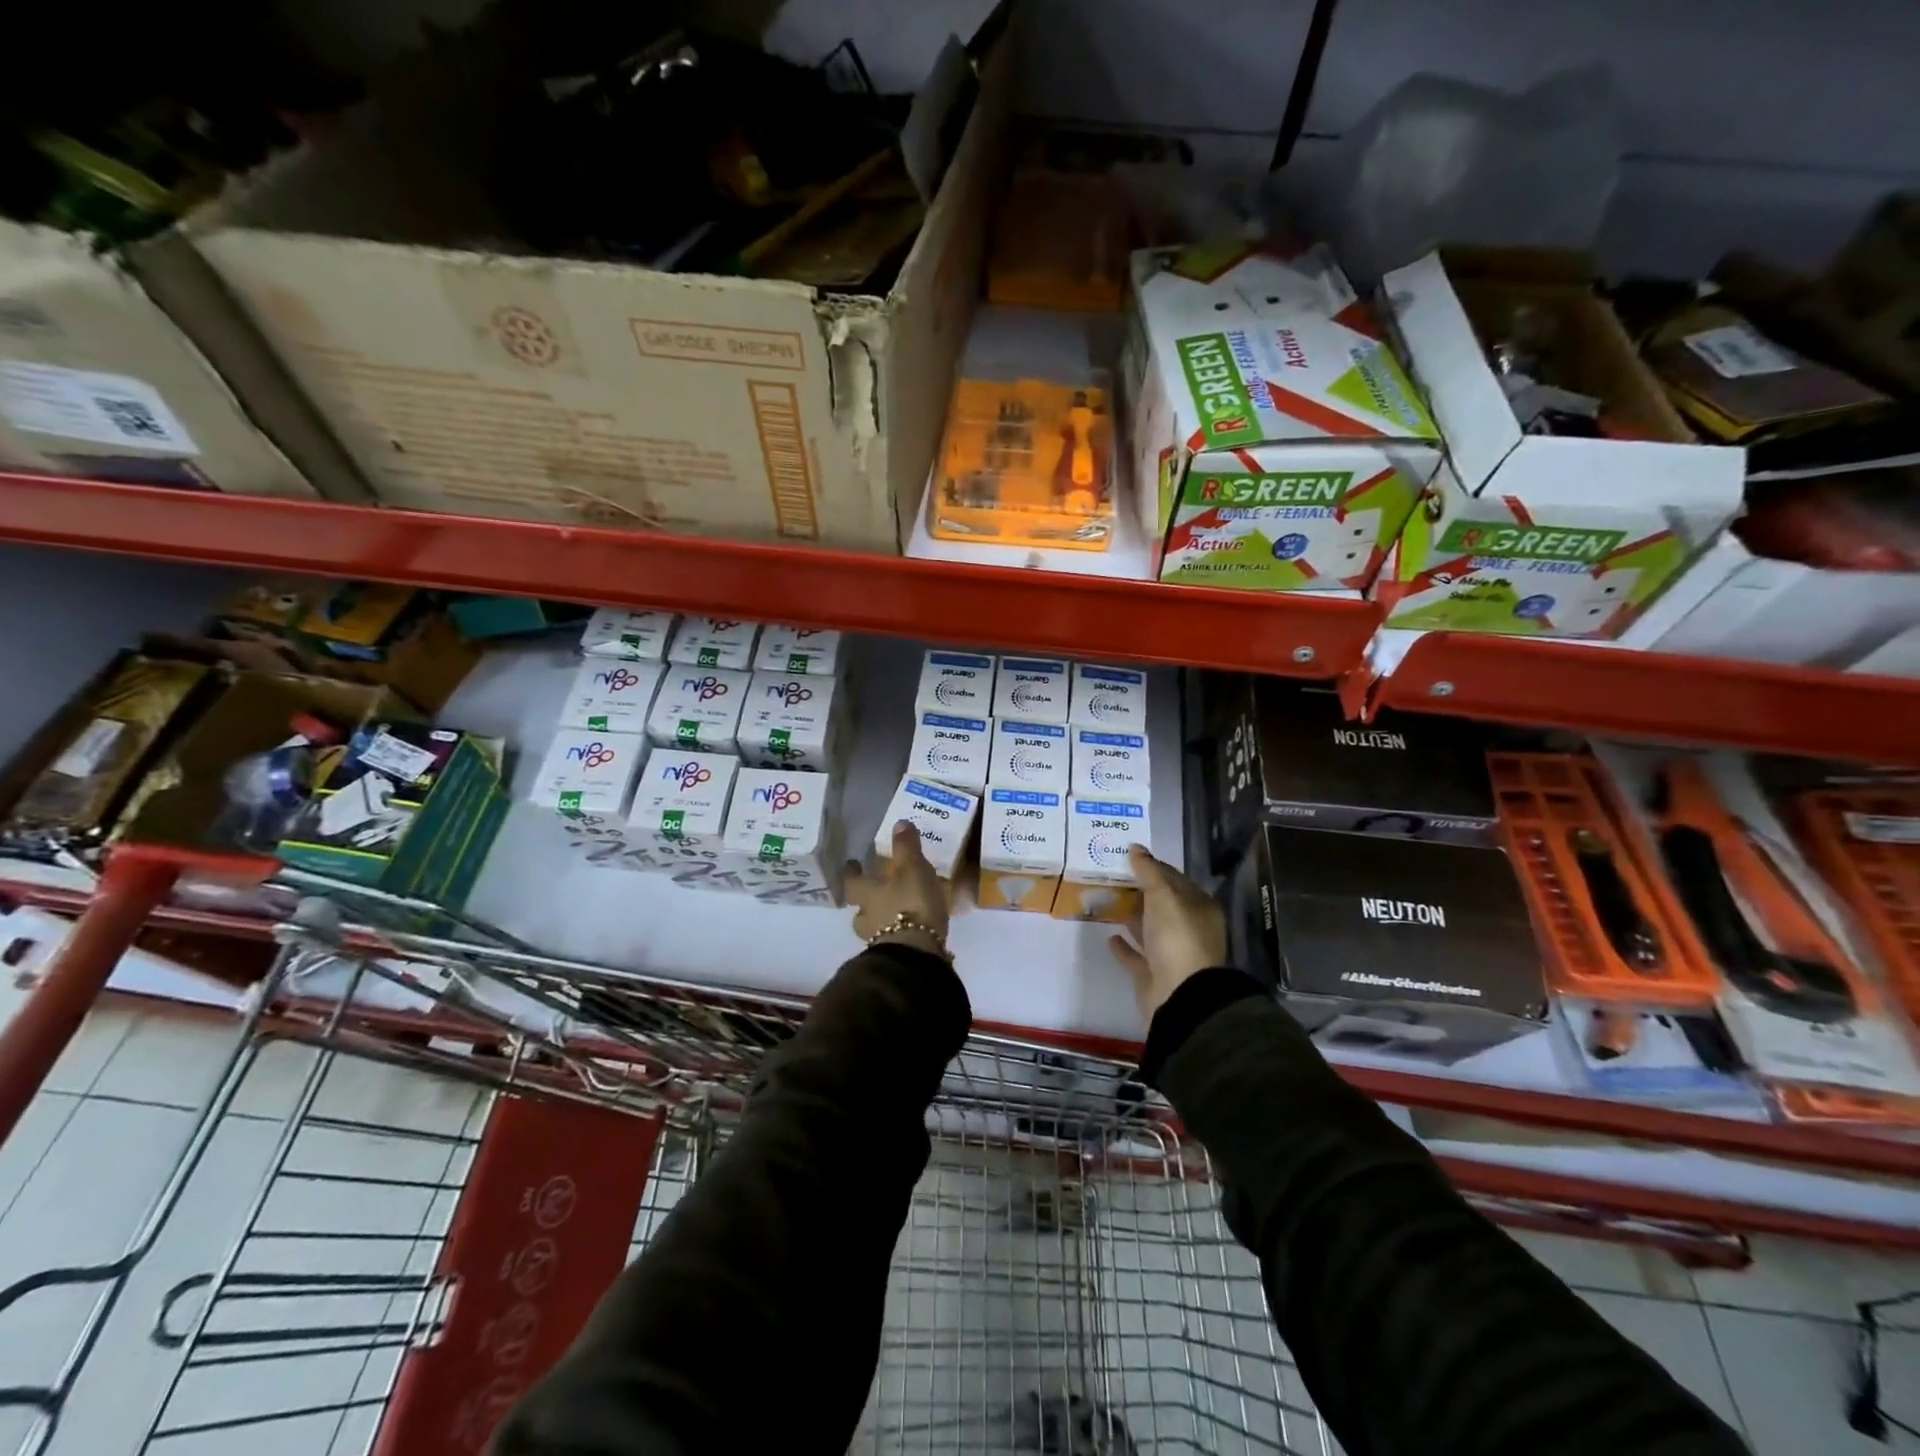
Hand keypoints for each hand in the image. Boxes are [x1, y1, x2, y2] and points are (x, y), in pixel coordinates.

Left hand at [845, 820, 950, 958]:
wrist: (916, 954)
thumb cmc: (911, 904)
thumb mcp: (912, 869)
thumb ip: (906, 847)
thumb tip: (898, 823)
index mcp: (866, 894)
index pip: (851, 881)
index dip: (851, 872)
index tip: (852, 864)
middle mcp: (867, 917)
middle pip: (859, 907)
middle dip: (866, 900)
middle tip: (876, 890)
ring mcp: (878, 940)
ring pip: (873, 926)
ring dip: (881, 919)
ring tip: (896, 912)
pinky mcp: (894, 956)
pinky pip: (892, 940)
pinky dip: (898, 933)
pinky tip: (911, 930)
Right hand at [1109, 845, 1226, 1019]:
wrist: (1180, 997)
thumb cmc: (1177, 939)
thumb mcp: (1163, 897)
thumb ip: (1149, 872)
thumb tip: (1135, 847)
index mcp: (1199, 908)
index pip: (1175, 879)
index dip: (1152, 866)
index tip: (1127, 856)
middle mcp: (1189, 929)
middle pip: (1161, 904)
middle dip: (1139, 891)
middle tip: (1110, 875)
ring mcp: (1172, 954)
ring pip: (1149, 929)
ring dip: (1131, 916)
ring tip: (1106, 901)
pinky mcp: (1154, 975)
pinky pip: (1137, 955)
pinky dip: (1125, 946)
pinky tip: (1109, 935)